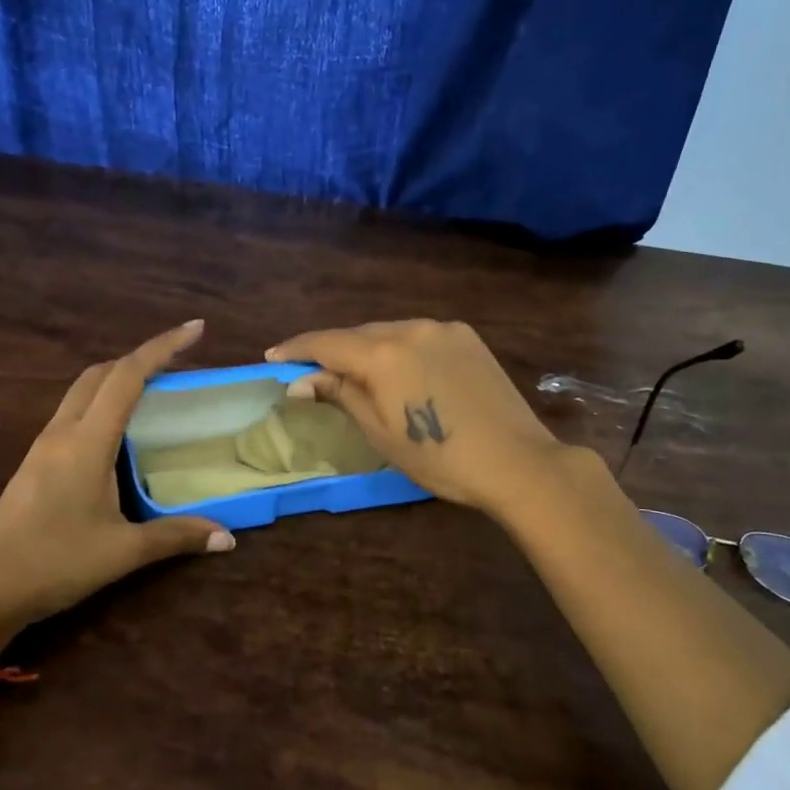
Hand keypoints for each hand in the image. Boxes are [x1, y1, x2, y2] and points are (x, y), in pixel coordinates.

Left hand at [0, 321, 232, 641]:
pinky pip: (74, 415)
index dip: (163, 347)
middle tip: (179, 363)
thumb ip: (176, 537)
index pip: (128, 376)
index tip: (196, 329)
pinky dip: (102, 406)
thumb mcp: (123, 552)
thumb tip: (227, 538)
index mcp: (87, 442)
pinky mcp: (36, 463)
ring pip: (83, 392)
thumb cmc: (55, 562)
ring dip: (118, 381)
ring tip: (155, 393)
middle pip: (101, 374)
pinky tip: (120, 434)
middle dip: (141, 358)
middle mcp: (63, 432)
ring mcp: (44, 446)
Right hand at [267, 319, 573, 518]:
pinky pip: (419, 335)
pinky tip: (402, 371)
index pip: (326, 343)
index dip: (296, 349)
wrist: (516, 461)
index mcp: (383, 353)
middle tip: (312, 372)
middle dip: (332, 350)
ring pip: (389, 331)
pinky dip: (400, 348)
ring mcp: (442, 328)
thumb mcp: (380, 433)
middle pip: (358, 333)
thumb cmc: (439, 458)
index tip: (273, 357)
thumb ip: (340, 395)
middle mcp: (410, 328)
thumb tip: (300, 380)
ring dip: (367, 348)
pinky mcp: (467, 336)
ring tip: (356, 373)